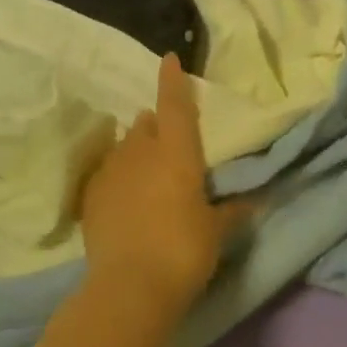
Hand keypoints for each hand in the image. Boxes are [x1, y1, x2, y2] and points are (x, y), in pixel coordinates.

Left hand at [77, 53, 254, 320]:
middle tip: (166, 140)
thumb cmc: (183, 251)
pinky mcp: (91, 194)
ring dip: (135, 150)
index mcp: (177, 152)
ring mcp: (112, 170)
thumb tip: (254, 201)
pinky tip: (123, 196)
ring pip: (124, 146)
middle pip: (146, 124)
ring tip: (145, 171)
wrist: (129, 287)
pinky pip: (106, 173)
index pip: (175, 105)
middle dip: (155, 125)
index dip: (173, 80)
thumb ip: (232, 212)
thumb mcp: (215, 232)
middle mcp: (142, 151)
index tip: (169, 58)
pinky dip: (117, 176)